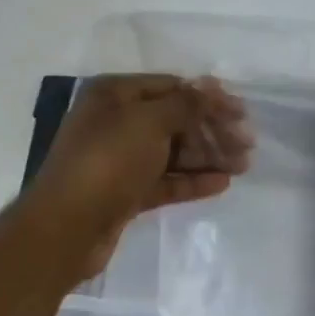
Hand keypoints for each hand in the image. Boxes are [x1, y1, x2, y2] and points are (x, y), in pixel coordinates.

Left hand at [30, 74, 251, 279]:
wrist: (66, 227)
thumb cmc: (107, 162)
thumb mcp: (148, 122)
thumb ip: (185, 104)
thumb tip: (211, 88)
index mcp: (115, 96)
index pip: (171, 87)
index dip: (208, 98)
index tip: (242, 113)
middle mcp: (116, 123)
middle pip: (175, 120)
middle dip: (212, 130)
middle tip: (247, 145)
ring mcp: (121, 160)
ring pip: (173, 152)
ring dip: (208, 156)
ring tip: (243, 165)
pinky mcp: (126, 193)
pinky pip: (166, 181)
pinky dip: (193, 181)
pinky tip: (222, 183)